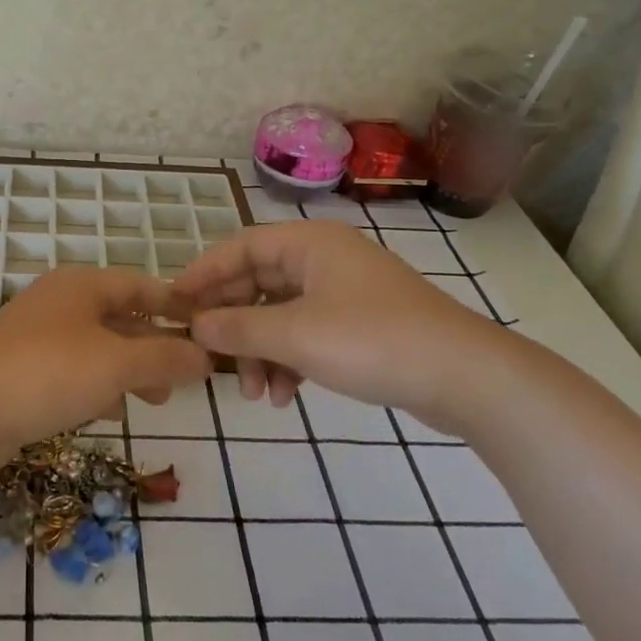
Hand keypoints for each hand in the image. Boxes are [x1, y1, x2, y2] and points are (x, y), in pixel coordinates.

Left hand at [0, 267, 210, 468]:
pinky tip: (110, 412)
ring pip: (98, 348)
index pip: (142, 285)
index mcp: (82, 286)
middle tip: (184, 376)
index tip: (208, 328)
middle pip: (121, 317)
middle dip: (155, 346)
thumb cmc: (47, 373)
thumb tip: (205, 356)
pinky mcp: (22, 371)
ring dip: (129, 370)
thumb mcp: (116, 363)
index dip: (177, 305)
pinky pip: (73, 372)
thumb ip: (164, 358)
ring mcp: (37, 337)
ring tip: (155, 399)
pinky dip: (97, 387)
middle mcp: (60, 303)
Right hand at [174, 219, 503, 420]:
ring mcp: (344, 292)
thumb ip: (238, 328)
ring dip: (261, 351)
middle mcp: (324, 259)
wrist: (465, 377)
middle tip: (211, 358)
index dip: (204, 273)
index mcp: (309, 243)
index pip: (240, 246)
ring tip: (256, 393)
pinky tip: (285, 396)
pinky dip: (290, 361)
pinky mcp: (360, 325)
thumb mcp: (295, 335)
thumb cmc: (372, 341)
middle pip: (258, 283)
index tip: (175, 304)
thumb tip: (195, 324)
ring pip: (281, 314)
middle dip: (234, 325)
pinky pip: (307, 334)